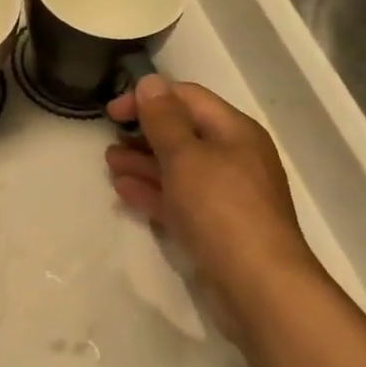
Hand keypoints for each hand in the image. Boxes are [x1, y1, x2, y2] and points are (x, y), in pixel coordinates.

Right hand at [105, 76, 319, 330]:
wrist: (258, 284)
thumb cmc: (221, 209)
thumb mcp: (186, 156)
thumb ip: (163, 119)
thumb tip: (150, 82)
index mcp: (234, 131)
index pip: (187, 98)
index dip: (148, 98)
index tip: (111, 111)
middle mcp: (234, 157)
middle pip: (184, 133)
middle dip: (144, 132)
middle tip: (108, 138)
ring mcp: (227, 194)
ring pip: (179, 168)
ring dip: (143, 162)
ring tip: (110, 163)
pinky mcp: (217, 226)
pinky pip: (180, 198)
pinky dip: (154, 191)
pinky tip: (125, 192)